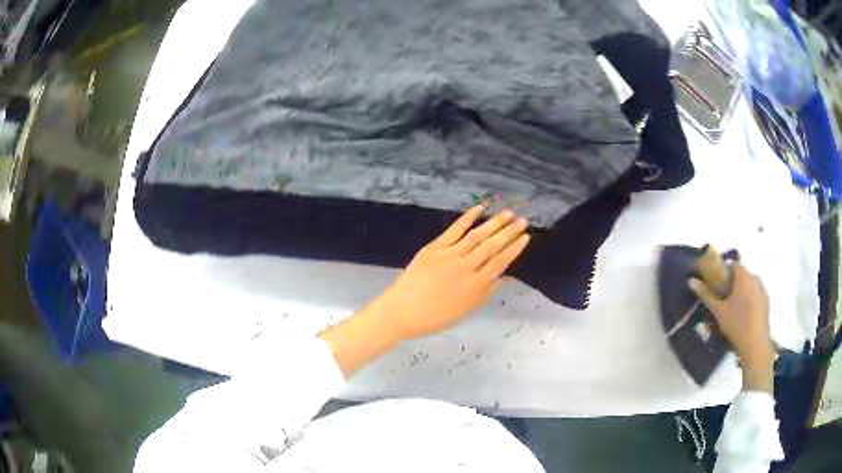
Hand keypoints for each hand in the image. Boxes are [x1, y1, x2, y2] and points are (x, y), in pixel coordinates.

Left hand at [320, 205, 530, 376]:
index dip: (514, 249)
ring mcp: (449, 255)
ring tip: (508, 213)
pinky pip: (454, 230)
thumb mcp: (464, 311)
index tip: (526, 237)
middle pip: (492, 246)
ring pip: (476, 236)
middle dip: (509, 232)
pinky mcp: (434, 247)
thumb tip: (505, 278)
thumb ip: (485, 293)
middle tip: (523, 220)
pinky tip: (479, 209)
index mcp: (475, 286)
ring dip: (493, 223)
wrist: (401, 311)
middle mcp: (466, 267)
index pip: (500, 263)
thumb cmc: (434, 317)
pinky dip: (466, 218)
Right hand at [689, 262, 774, 392]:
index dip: (725, 271)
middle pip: (742, 274)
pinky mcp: (766, 301)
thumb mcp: (718, 311)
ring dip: (742, 291)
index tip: (718, 283)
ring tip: (734, 309)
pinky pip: (756, 294)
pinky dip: (750, 299)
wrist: (755, 344)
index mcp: (743, 276)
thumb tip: (691, 281)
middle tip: (724, 298)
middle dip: (734, 283)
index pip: (734, 264)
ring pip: (750, 284)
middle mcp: (755, 278)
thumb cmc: (736, 324)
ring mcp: (763, 289)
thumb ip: (706, 295)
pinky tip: (744, 315)